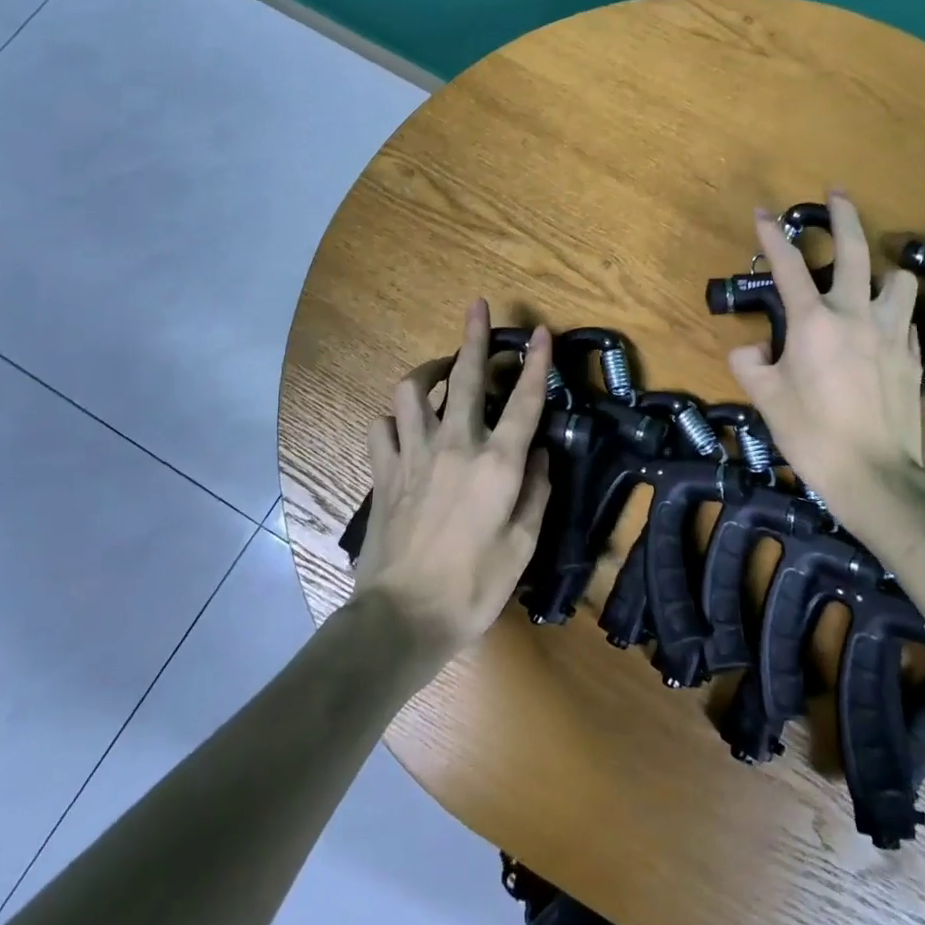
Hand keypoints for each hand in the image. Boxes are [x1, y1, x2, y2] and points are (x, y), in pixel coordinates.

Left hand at [351, 301, 553, 655]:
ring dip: (427, 372)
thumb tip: (539, 453)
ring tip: (439, 370)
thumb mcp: (523, 544)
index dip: (537, 363)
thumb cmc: (474, 586)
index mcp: (497, 463)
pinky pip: (382, 428)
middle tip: (476, 306)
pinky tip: (402, 426)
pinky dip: (393, 420)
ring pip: (413, 391)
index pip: (525, 401)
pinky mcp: (383, 472)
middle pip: (466, 377)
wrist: (403, 618)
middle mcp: (456, 445)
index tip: (542, 333)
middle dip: (474, 337)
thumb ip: (536, 491)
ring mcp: (413, 455)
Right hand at [726, 192, 924, 529]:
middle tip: (837, 193)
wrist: (874, 476)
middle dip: (844, 215)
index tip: (762, 212)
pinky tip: (884, 328)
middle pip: (854, 250)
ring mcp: (892, 334)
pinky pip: (907, 320)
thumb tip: (753, 347)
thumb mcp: (766, 398)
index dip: (771, 235)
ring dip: (884, 270)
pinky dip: (894, 314)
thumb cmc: (811, 434)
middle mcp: (856, 315)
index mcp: (814, 322)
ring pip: (898, 280)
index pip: (787, 266)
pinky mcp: (914, 357)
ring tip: (872, 277)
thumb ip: (750, 364)